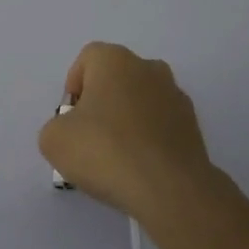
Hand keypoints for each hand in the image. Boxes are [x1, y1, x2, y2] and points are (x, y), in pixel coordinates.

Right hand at [38, 42, 229, 225]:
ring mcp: (176, 97)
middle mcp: (149, 68)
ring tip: (116, 158)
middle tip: (89, 137)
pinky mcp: (194, 127)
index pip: (87, 59)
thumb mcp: (54, 139)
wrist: (169, 190)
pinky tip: (139, 167)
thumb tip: (73, 131)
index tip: (70, 117)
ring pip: (141, 101)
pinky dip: (148, 139)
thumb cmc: (105, 151)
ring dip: (127, 120)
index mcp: (115, 60)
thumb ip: (57, 126)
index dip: (74, 86)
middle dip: (101, 102)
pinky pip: (160, 125)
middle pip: (116, 79)